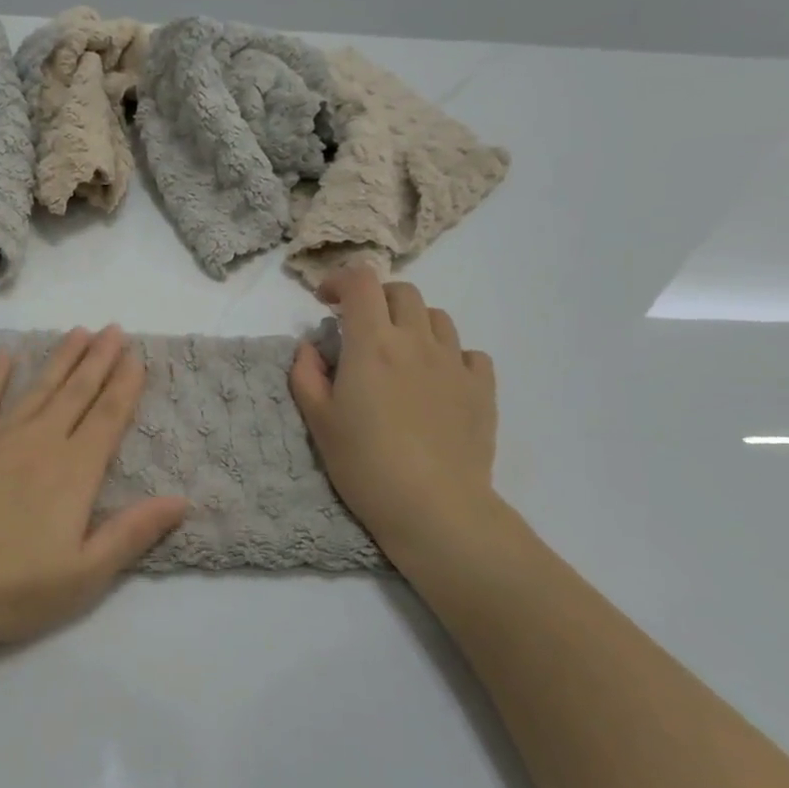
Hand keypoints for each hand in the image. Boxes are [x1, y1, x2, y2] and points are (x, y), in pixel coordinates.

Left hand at [0, 326, 189, 651]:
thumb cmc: (7, 590)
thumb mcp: (83, 576)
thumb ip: (132, 533)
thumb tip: (181, 499)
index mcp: (73, 472)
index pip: (107, 418)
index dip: (125, 386)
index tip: (137, 356)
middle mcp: (38, 442)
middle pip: (76, 393)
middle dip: (99, 359)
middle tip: (114, 328)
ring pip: (37, 388)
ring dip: (60, 358)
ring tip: (78, 331)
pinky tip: (5, 355)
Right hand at [289, 268, 497, 563]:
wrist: (433, 507)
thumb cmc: (364, 463)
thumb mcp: (317, 420)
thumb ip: (306, 374)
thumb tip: (311, 347)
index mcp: (372, 344)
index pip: (361, 282)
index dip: (340, 280)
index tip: (325, 301)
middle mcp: (416, 341)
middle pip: (402, 292)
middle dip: (376, 299)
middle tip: (360, 328)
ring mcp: (454, 363)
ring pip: (437, 317)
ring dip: (412, 323)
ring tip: (399, 353)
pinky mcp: (482, 389)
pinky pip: (469, 352)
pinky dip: (449, 354)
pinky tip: (437, 379)